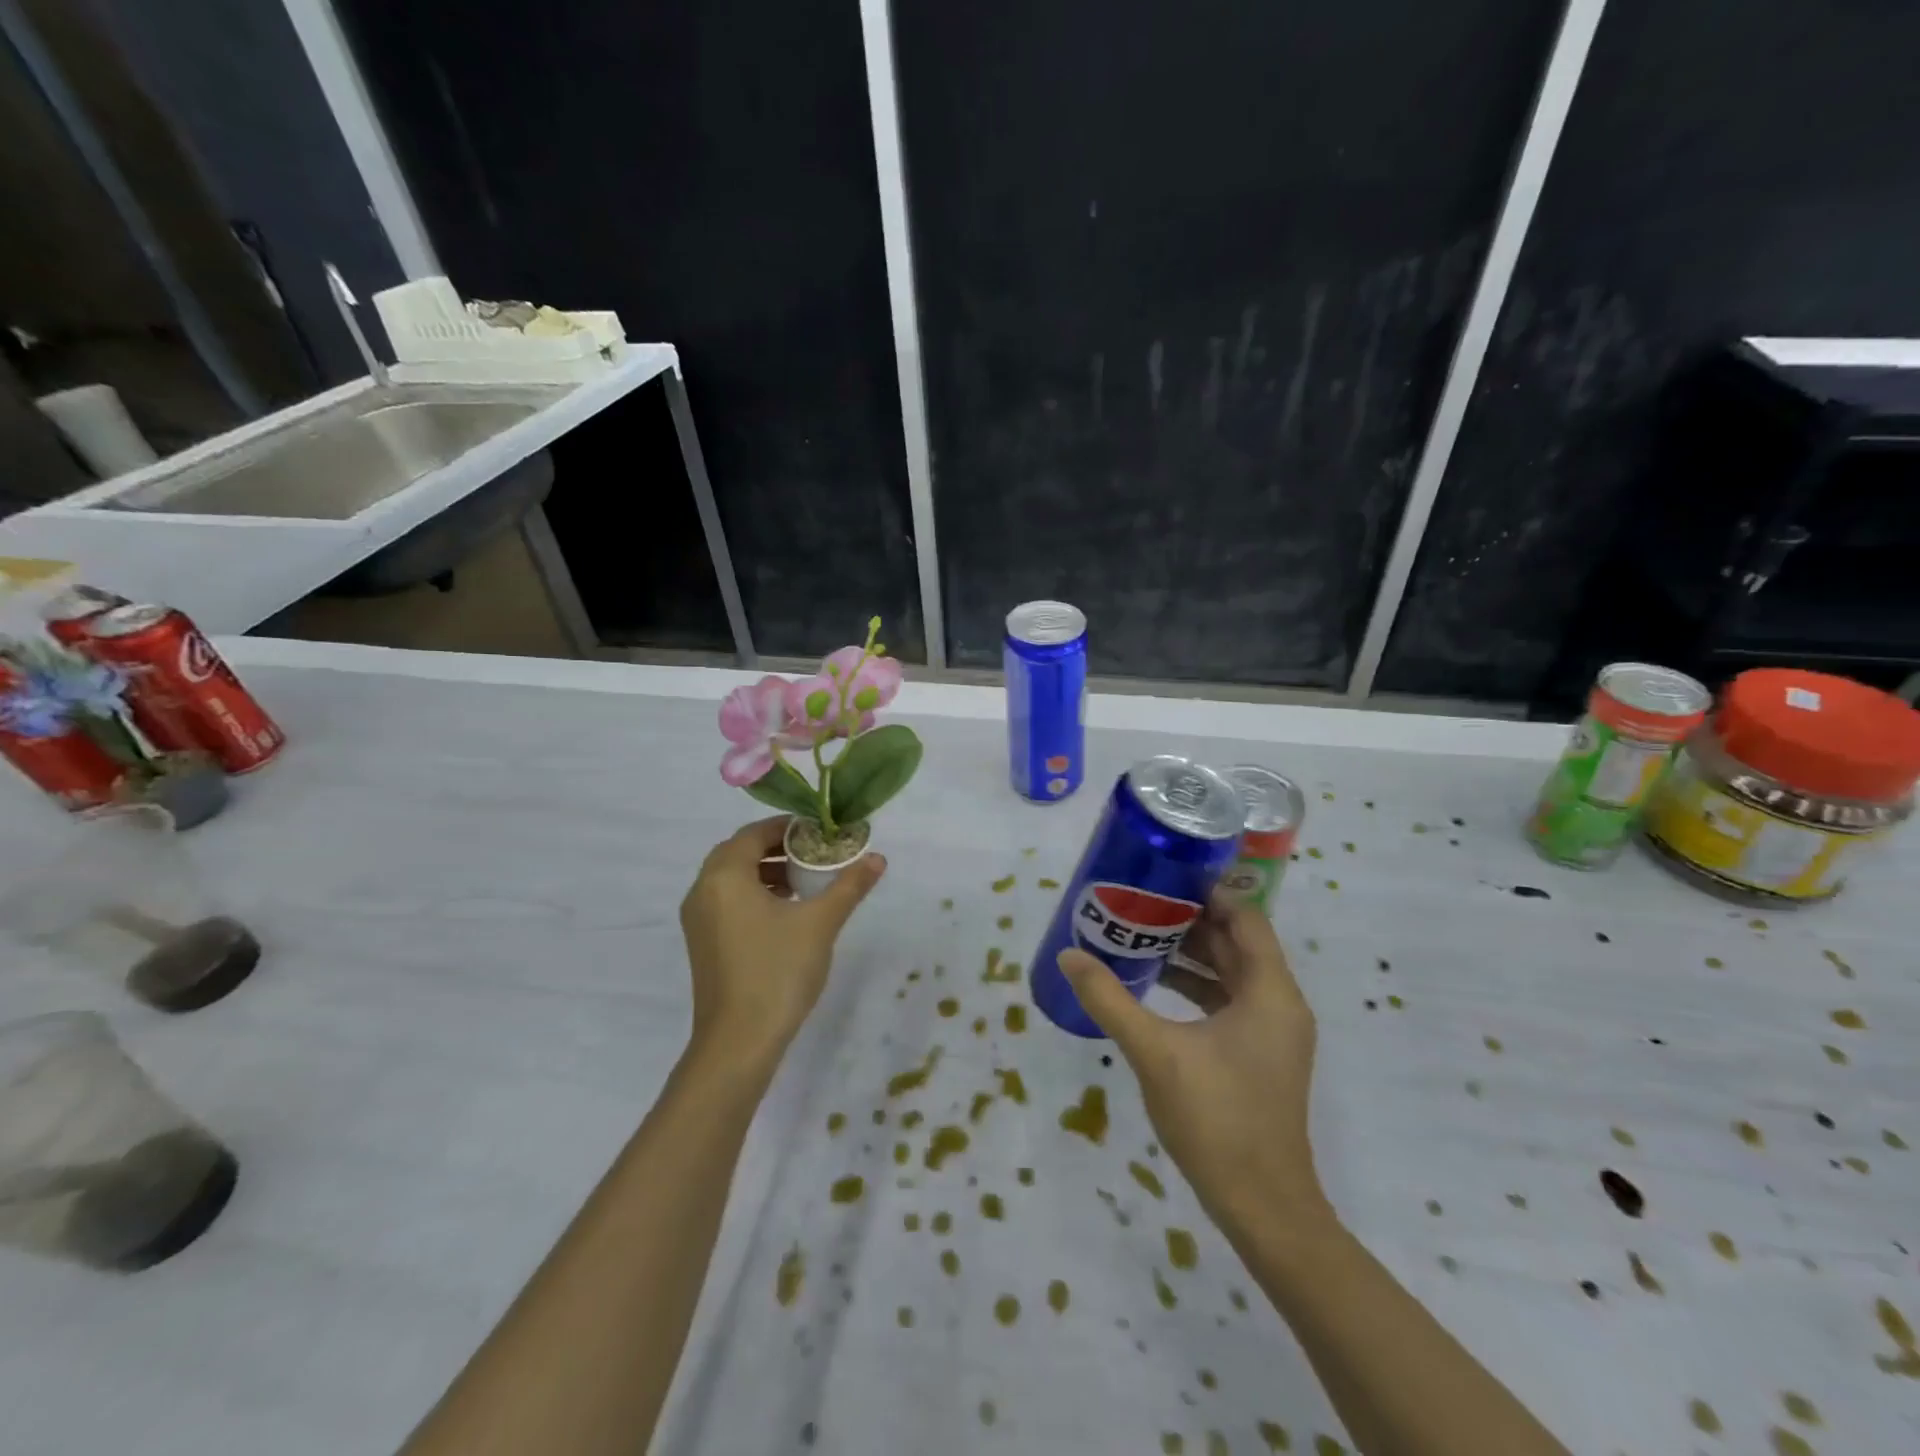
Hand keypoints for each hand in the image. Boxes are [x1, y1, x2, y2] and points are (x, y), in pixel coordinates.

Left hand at [679, 817, 885, 1072]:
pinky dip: (753, 894)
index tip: (820, 833)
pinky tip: (785, 912)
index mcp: (725, 876)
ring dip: (765, 871)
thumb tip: (878, 858)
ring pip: (731, 878)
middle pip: (739, 852)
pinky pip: (726, 901)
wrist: (738, 1042)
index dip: (787, 827)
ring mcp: (698, 919)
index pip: (754, 833)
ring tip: (804, 882)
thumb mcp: (821, 923)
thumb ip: (849, 885)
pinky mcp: (702, 943)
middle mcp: (703, 890)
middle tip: (814, 855)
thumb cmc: (778, 971)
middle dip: (777, 848)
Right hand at [1057, 891, 1329, 1239]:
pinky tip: (1154, 985)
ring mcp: (1272, 1033)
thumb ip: (1109, 1000)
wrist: (1263, 1207)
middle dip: (1191, 921)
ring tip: (1139, 935)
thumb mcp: (1155, 1052)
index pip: (1245, 919)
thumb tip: (1068, 956)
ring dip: (1191, 954)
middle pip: (1237, 943)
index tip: (1164, 877)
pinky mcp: (1259, 1055)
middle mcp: (1279, 1004)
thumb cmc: (1217, 1119)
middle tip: (1140, 902)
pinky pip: (1228, 1002)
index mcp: (1270, 993)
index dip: (1209, 894)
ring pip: (1232, 973)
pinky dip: (1196, 986)